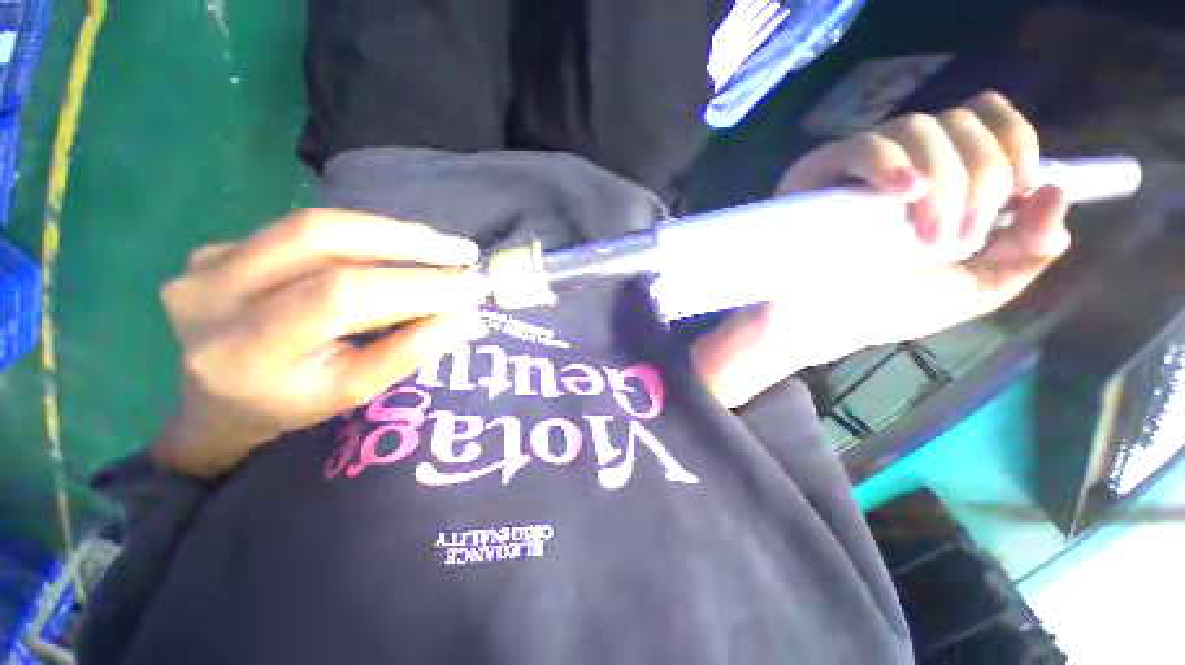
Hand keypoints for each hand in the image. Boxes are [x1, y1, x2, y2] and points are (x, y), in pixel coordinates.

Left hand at [155, 209, 490, 477]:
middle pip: (321, 239)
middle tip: (464, 253)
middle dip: (408, 243)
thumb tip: (469, 317)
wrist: (217, 401)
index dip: (418, 286)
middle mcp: (212, 296)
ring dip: (392, 233)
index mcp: (248, 351)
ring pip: (314, 224)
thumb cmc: (291, 405)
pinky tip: (396, 248)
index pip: (344, 297)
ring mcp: (206, 264)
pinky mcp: (216, 248)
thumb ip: (409, 352)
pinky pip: (304, 230)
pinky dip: (363, 235)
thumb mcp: (353, 391)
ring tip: (443, 246)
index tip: (475, 288)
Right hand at [692, 92, 1070, 407]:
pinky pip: (862, 148)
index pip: (985, 118)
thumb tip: (1056, 194)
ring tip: (927, 238)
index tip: (1021, 192)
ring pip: (917, 129)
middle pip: (959, 121)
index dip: (1015, 140)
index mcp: (940, 181)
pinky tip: (905, 193)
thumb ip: (1024, 253)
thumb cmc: (884, 310)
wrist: (815, 327)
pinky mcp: (816, 178)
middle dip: (981, 176)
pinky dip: (891, 162)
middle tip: (959, 239)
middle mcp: (902, 165)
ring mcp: (856, 169)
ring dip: (944, 180)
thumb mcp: (970, 290)